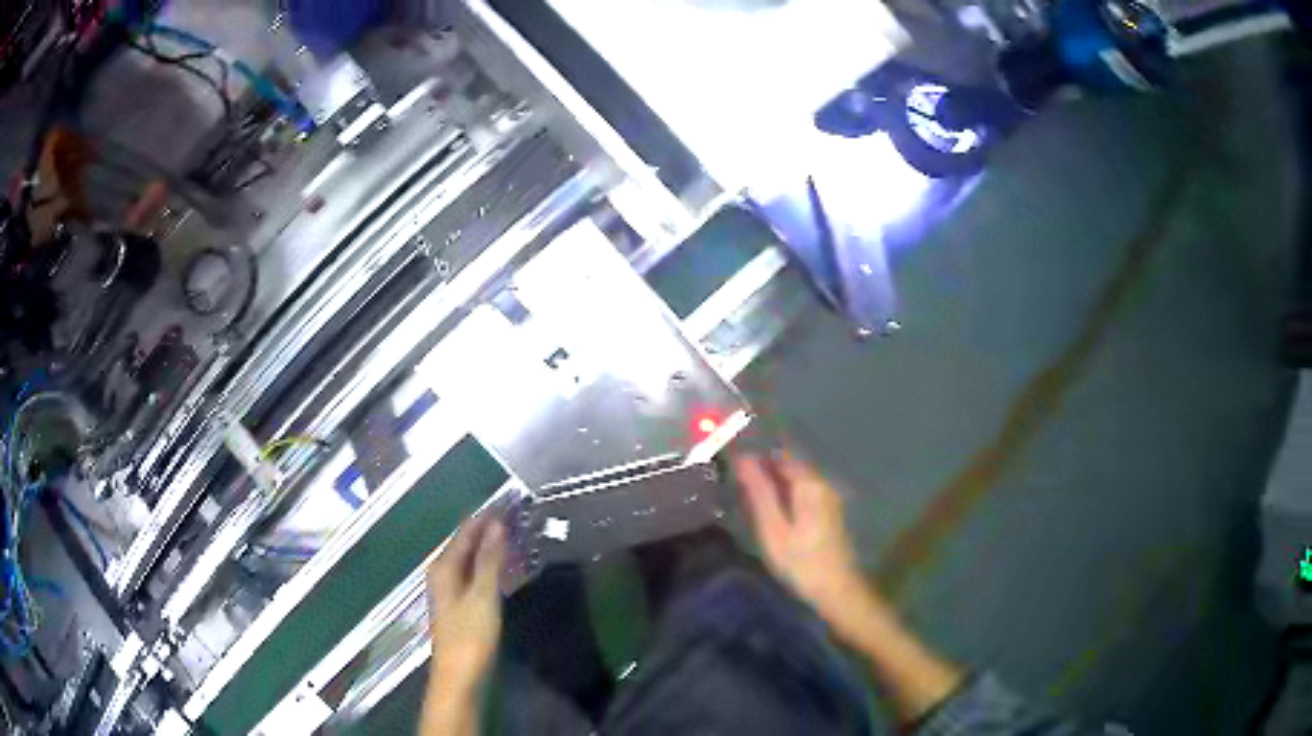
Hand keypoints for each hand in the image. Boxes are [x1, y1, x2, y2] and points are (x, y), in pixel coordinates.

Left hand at [427, 516, 506, 693]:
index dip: (487, 516)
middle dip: (490, 529)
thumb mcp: (482, 596)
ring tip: (518, 534)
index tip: (511, 501)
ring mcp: (452, 590)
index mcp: (444, 567)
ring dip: (492, 547)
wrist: (460, 677)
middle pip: (467, 543)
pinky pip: (477, 574)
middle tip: (519, 515)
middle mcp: (444, 573)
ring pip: (472, 559)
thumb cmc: (470, 636)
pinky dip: (491, 565)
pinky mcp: (462, 605)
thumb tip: (497, 525)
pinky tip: (507, 566)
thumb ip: (489, 560)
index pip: (466, 531)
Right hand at [734, 451, 865, 620]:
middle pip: (790, 465)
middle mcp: (822, 484)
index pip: (780, 454)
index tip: (732, 460)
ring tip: (746, 493)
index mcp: (810, 484)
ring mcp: (828, 498)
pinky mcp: (828, 513)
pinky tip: (769, 509)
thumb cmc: (801, 562)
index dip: (756, 455)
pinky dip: (784, 495)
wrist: (837, 590)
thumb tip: (743, 459)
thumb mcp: (773, 529)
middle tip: (736, 479)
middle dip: (764, 468)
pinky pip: (802, 493)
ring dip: (773, 482)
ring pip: (796, 480)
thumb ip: (759, 493)